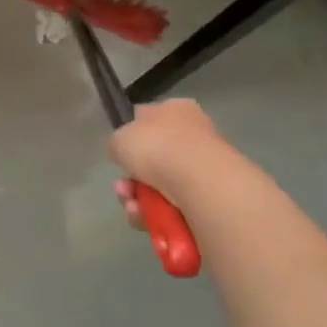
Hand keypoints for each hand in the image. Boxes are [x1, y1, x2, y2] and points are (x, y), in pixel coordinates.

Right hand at [109, 98, 232, 227]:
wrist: (200, 182)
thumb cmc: (158, 147)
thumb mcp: (119, 138)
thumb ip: (117, 143)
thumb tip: (122, 151)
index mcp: (177, 110)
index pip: (149, 119)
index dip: (131, 137)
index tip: (119, 155)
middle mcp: (194, 134)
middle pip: (152, 159)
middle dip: (131, 178)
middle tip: (122, 188)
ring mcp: (204, 167)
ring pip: (159, 186)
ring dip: (138, 198)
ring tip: (133, 207)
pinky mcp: (209, 197)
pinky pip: (173, 206)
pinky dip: (156, 213)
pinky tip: (147, 217)